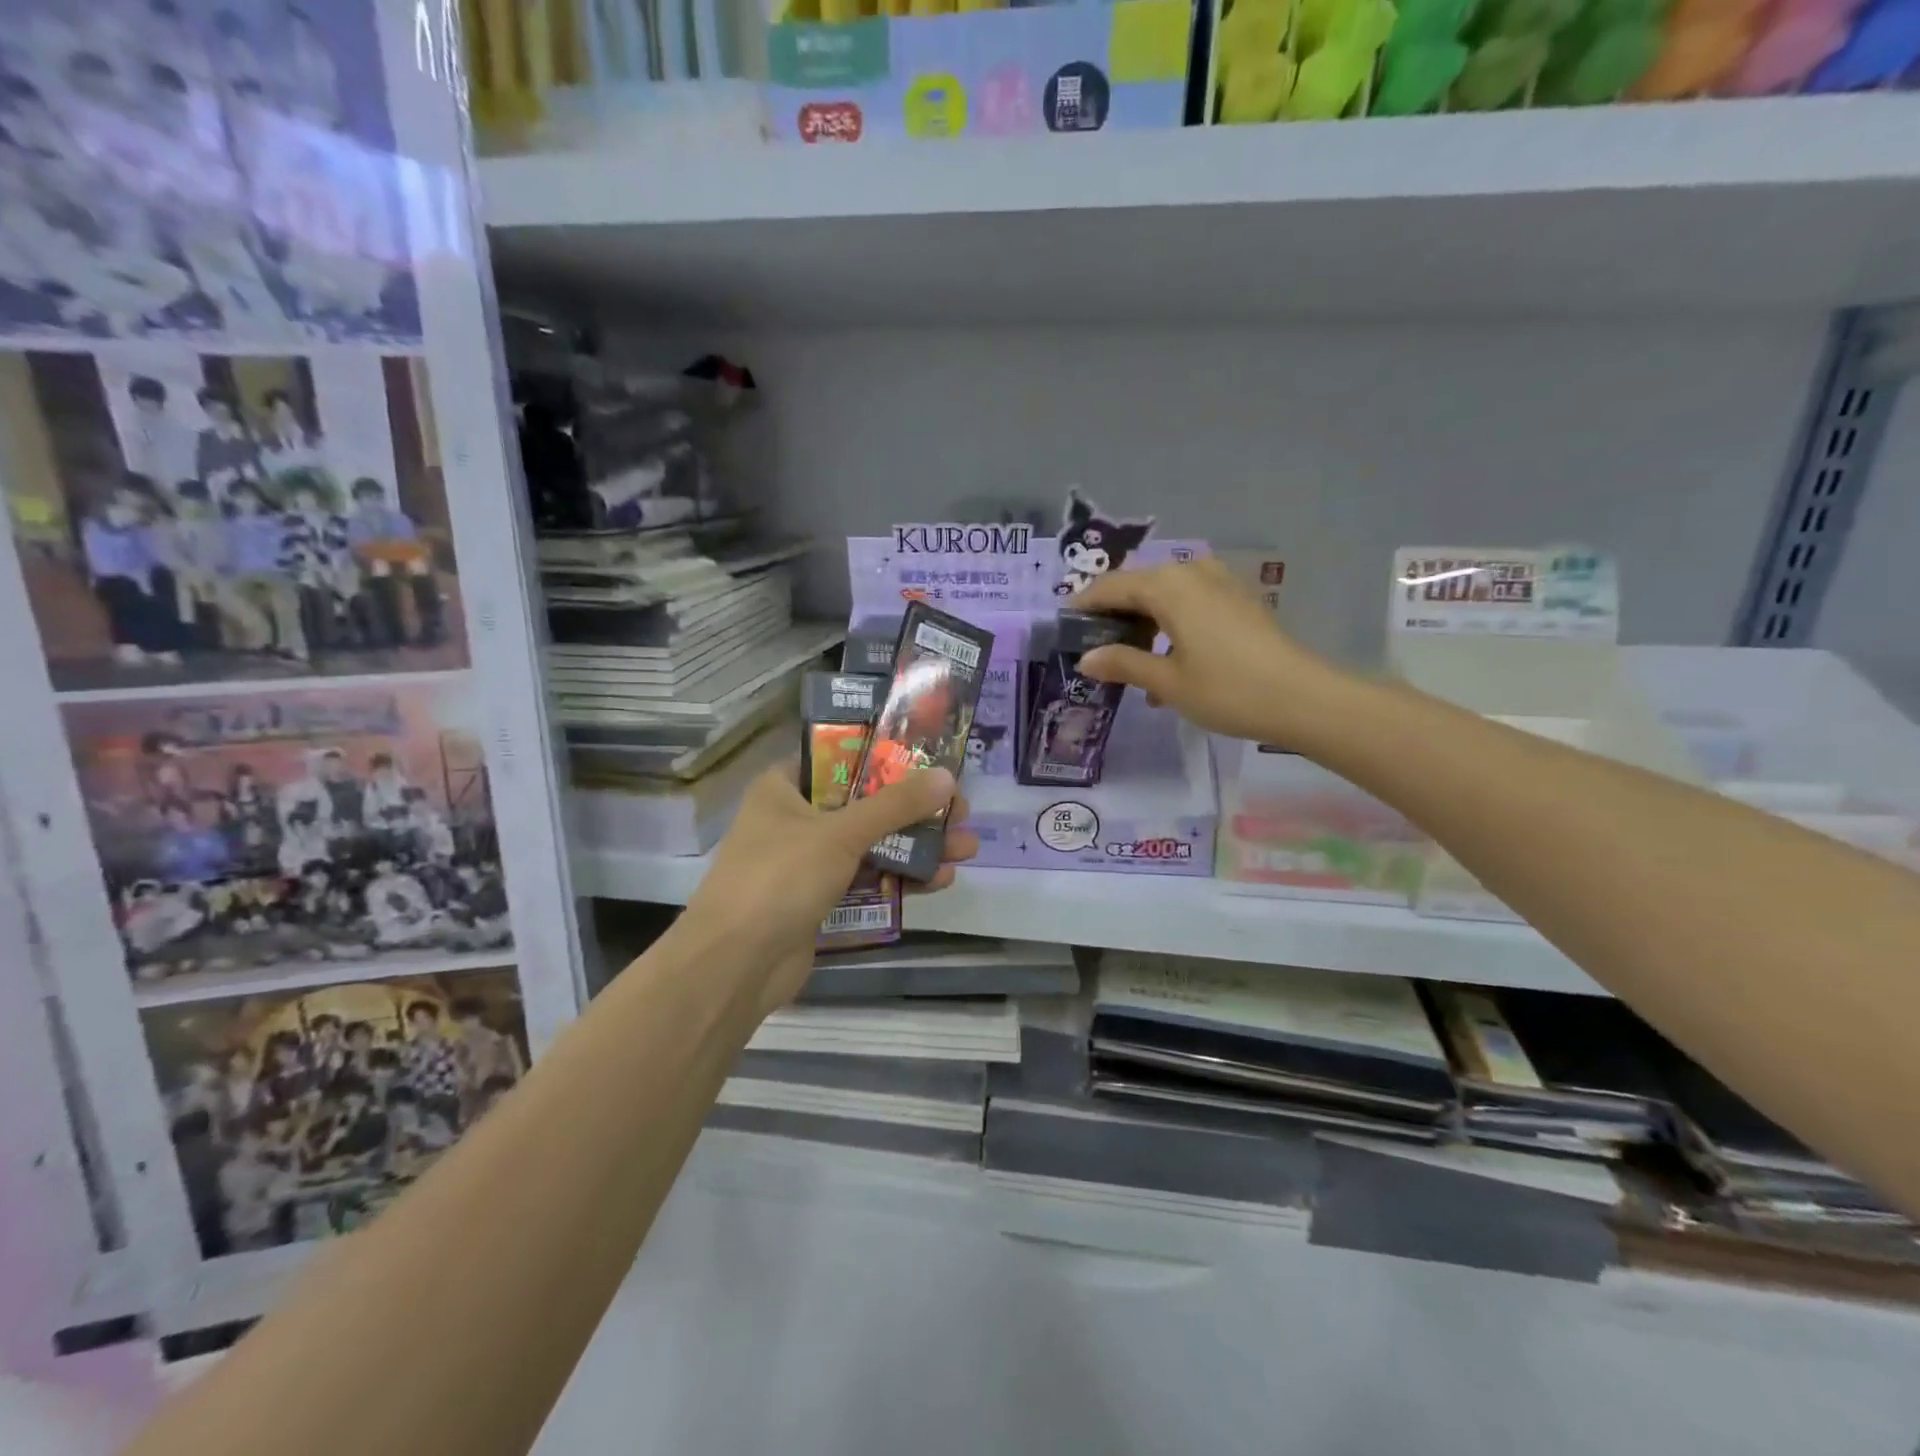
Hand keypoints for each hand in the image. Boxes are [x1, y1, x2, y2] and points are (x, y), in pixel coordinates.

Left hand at [677, 764, 977, 1014]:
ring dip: (918, 846)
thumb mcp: (841, 833)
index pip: (842, 758)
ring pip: (872, 844)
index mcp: (784, 787)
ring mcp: (808, 862)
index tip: (933, 761)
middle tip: (961, 811)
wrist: (735, 966)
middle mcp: (796, 818)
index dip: (889, 757)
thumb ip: (896, 805)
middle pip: (866, 803)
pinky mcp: (820, 899)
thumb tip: (947, 776)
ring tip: (967, 848)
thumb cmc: (780, 878)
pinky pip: (867, 879)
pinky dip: (901, 878)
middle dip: (916, 810)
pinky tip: (941, 879)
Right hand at [1074, 557, 1335, 743]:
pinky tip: (1168, 660)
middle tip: (1095, 644)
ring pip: (1166, 593)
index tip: (1064, 624)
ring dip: (1144, 620)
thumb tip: (1086, 658)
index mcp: (1167, 587)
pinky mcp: (1239, 600)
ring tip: (1130, 659)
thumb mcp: (1166, 682)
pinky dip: (1171, 623)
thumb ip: (1123, 664)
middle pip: (1139, 584)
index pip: (1111, 586)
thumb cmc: (1226, 689)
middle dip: (1114, 611)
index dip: (1085, 604)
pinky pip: (1191, 601)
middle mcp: (1191, 573)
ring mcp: (1220, 583)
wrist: (1302, 698)